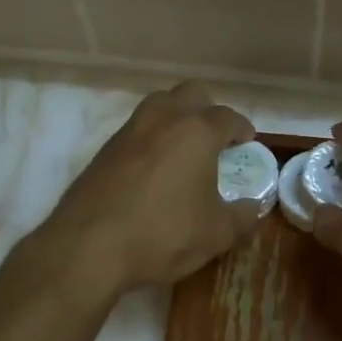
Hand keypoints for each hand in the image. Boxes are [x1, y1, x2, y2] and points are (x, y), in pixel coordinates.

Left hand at [41, 82, 261, 295]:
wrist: (88, 246)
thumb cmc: (163, 234)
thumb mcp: (216, 234)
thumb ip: (242, 216)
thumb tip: (254, 206)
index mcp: (197, 132)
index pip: (228, 117)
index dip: (241, 128)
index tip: (246, 142)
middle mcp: (163, 119)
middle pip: (191, 94)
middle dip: (208, 110)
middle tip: (215, 139)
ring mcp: (129, 131)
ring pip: (159, 105)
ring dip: (176, 118)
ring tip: (183, 150)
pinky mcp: (104, 149)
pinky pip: (136, 130)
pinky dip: (151, 139)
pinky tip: (152, 171)